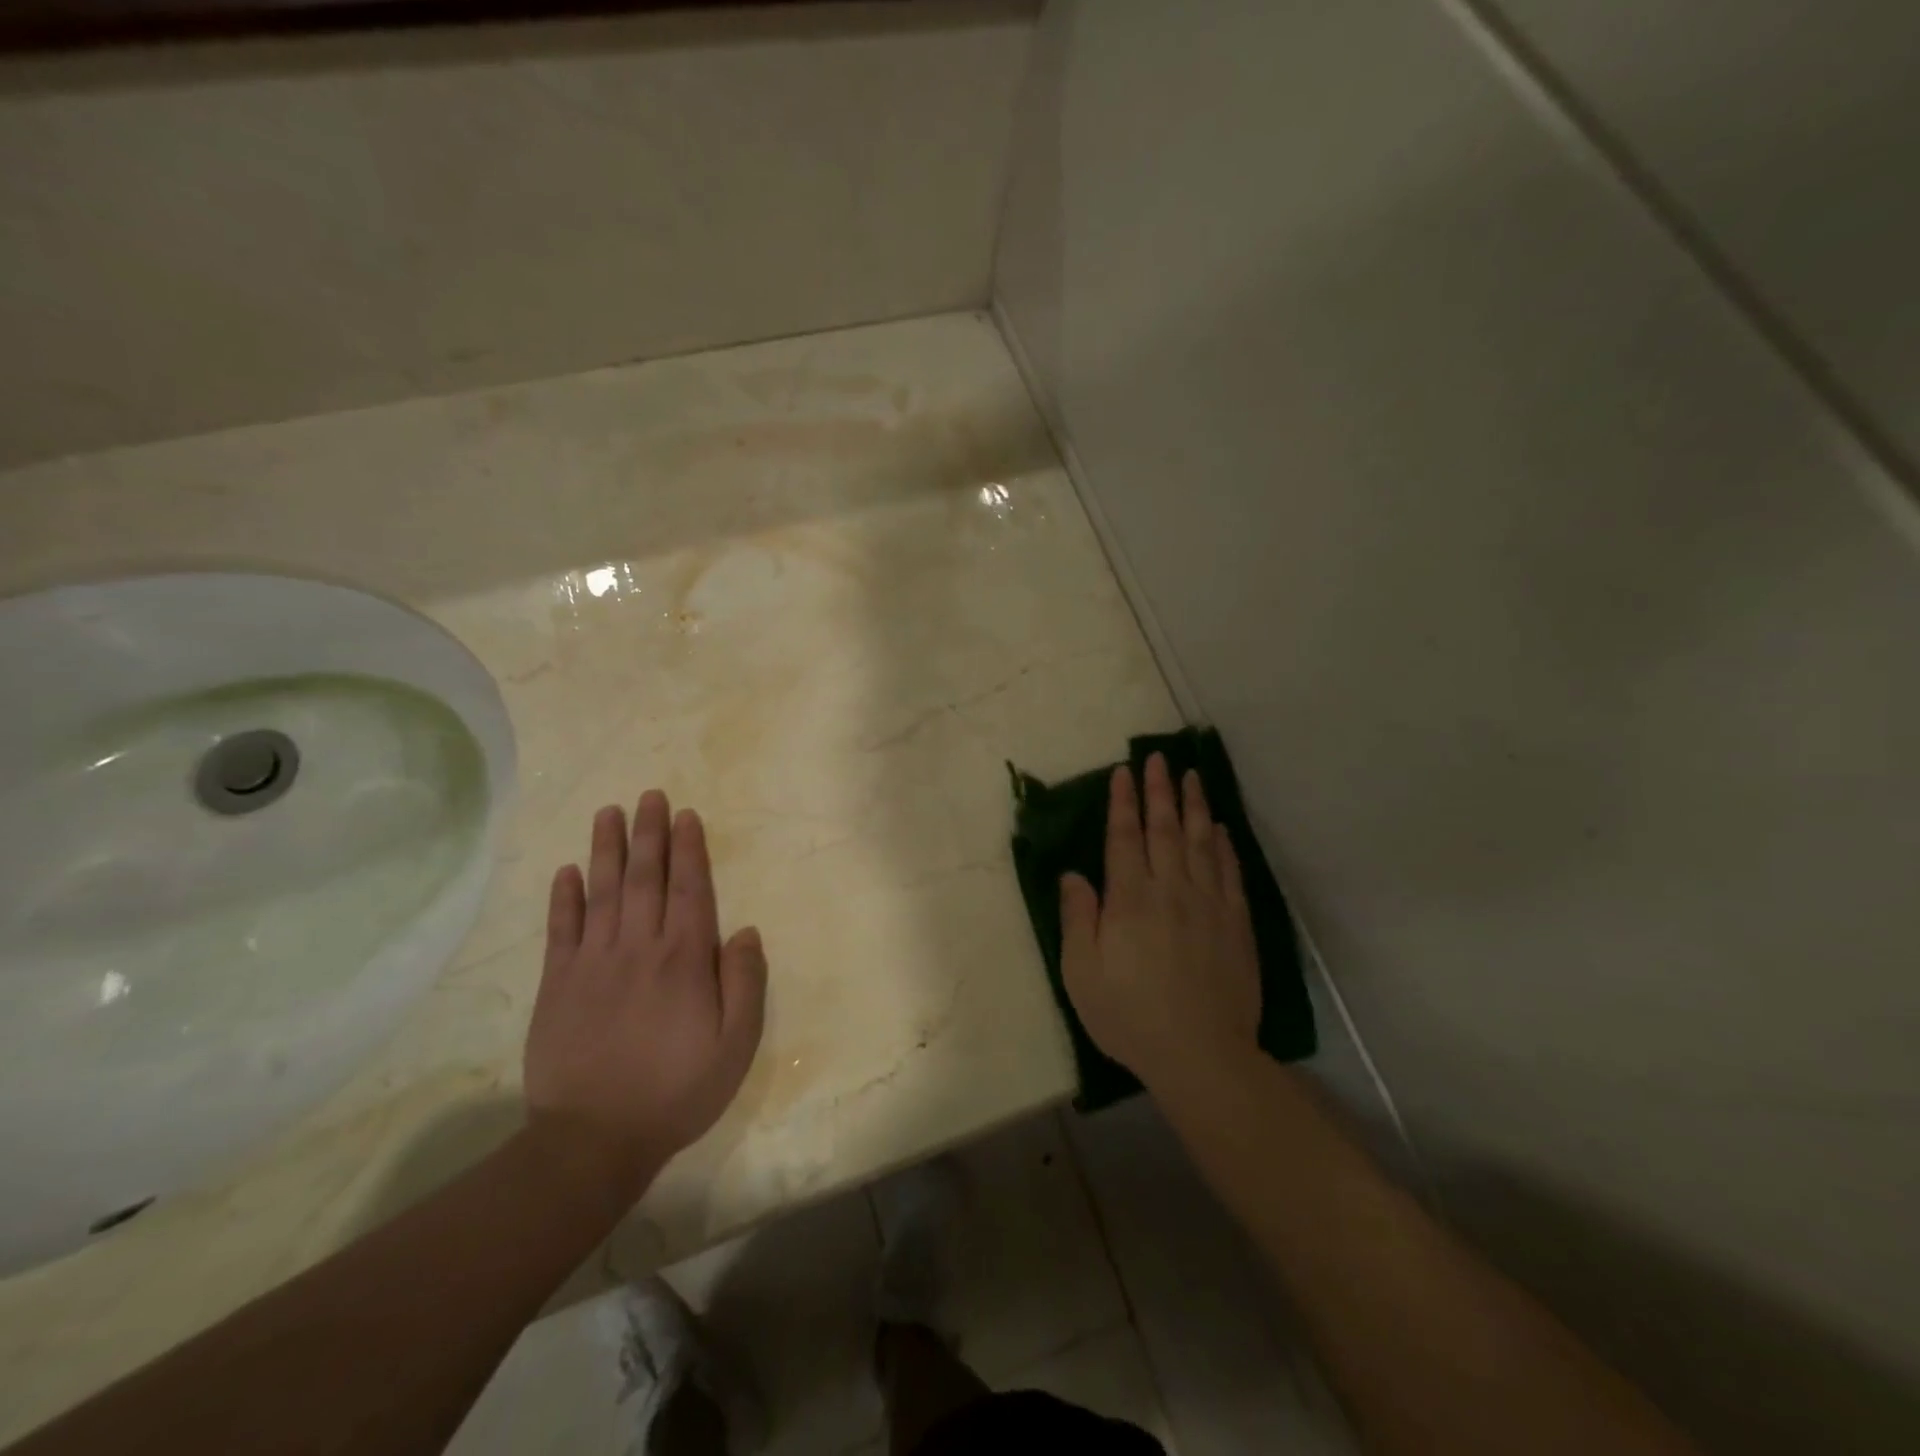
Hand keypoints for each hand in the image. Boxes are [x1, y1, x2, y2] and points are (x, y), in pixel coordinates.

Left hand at [524, 791, 767, 1197]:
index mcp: (684, 959)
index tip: (685, 815)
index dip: (689, 849)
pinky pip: (561, 930)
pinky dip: (564, 897)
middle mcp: (639, 947)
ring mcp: (593, 963)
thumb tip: (744, 930)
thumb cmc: (677, 1090)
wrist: (594, 1140)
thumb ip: (745, 982)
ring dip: (606, 849)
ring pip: (602, 892)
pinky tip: (567, 870)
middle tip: (648, 795)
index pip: (689, 889)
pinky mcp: (557, 984)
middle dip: (648, 833)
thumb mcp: (736, 1045)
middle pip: (645, 878)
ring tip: (608, 813)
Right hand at [1059, 753, 1260, 1090]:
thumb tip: (1074, 874)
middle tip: (1158, 758)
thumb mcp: (1082, 973)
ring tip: (1191, 776)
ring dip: (1194, 806)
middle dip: (1159, 790)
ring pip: (1200, 842)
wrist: (1200, 1054)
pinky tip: (1220, 829)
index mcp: (1130, 899)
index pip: (1124, 838)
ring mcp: (1209, 904)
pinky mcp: (1236, 923)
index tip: (1123, 772)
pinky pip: (1229, 872)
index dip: (1123, 802)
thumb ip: (1078, 918)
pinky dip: (1224, 845)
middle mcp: (1171, 890)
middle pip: (1164, 829)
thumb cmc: (1130, 1015)